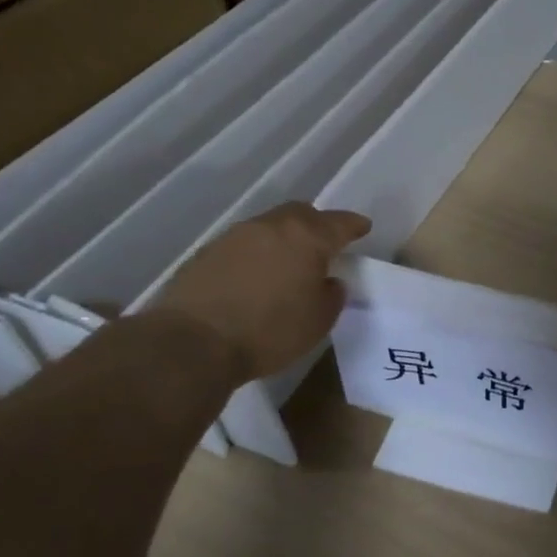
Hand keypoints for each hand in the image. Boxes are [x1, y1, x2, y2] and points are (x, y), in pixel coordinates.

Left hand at [153, 203, 370, 381]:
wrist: (193, 343)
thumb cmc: (269, 331)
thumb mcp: (318, 321)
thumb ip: (331, 295)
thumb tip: (328, 281)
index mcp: (307, 237)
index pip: (339, 223)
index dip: (354, 225)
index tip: (363, 227)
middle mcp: (271, 226)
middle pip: (301, 214)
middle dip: (317, 224)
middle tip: (325, 243)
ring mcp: (235, 236)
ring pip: (270, 227)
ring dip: (283, 239)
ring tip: (288, 263)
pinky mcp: (207, 253)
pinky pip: (244, 244)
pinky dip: (257, 254)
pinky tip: (256, 277)